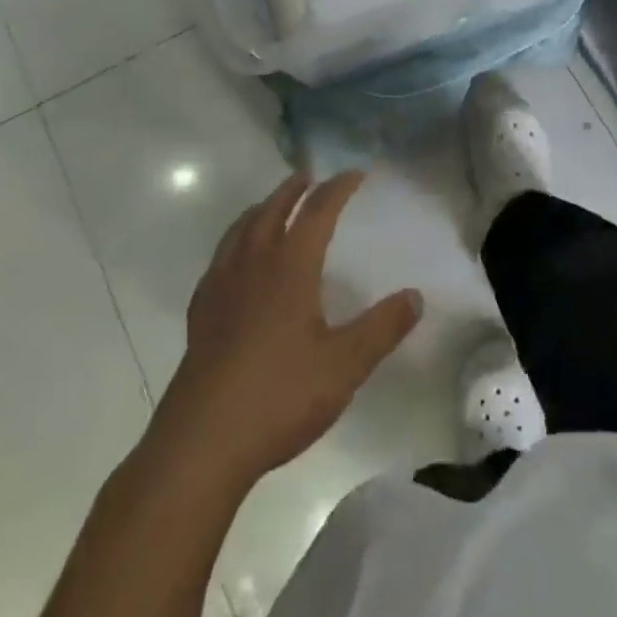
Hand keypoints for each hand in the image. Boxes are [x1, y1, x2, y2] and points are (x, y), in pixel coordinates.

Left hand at [154, 170, 422, 485]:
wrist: (201, 443)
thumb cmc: (279, 397)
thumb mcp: (344, 365)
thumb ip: (382, 328)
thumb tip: (416, 295)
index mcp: (290, 268)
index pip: (317, 212)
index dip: (338, 188)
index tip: (355, 173)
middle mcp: (253, 266)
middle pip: (272, 211)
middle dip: (293, 190)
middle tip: (308, 176)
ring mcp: (221, 288)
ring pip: (240, 230)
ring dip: (261, 209)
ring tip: (271, 205)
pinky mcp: (201, 315)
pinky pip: (219, 259)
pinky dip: (234, 242)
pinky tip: (236, 262)